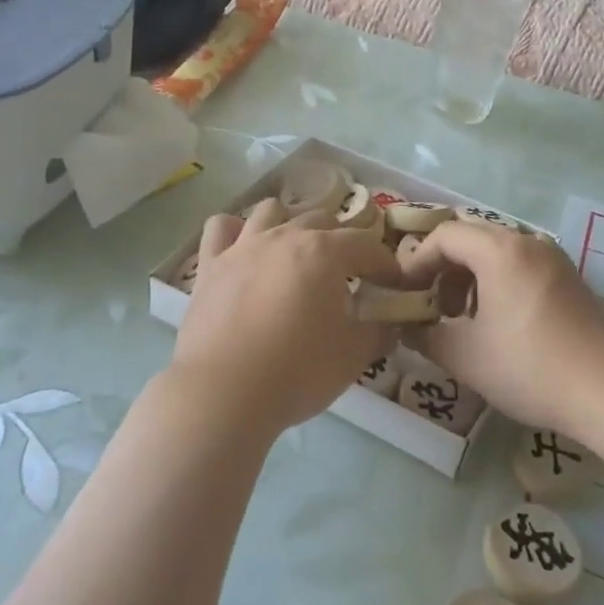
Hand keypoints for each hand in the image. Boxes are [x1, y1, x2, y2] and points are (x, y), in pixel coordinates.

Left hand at [172, 198, 402, 435]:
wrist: (223, 393)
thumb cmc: (296, 371)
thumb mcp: (353, 357)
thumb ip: (378, 332)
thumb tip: (391, 323)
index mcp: (324, 252)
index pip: (366, 244)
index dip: (385, 263)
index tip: (392, 285)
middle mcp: (284, 236)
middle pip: (321, 220)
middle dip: (340, 241)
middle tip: (347, 275)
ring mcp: (243, 246)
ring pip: (271, 211)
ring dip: (289, 224)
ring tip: (295, 254)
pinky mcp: (210, 265)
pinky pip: (220, 228)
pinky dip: (234, 231)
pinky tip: (242, 249)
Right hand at [397, 220, 603, 436]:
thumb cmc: (530, 368)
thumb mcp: (466, 357)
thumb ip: (425, 336)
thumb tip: (406, 328)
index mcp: (499, 250)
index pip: (444, 236)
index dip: (417, 263)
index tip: (405, 295)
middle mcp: (527, 241)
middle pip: (470, 239)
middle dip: (443, 269)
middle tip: (431, 307)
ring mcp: (554, 257)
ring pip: (497, 252)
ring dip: (470, 277)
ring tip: (462, 319)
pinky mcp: (570, 277)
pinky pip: (521, 265)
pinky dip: (498, 282)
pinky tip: (498, 322)